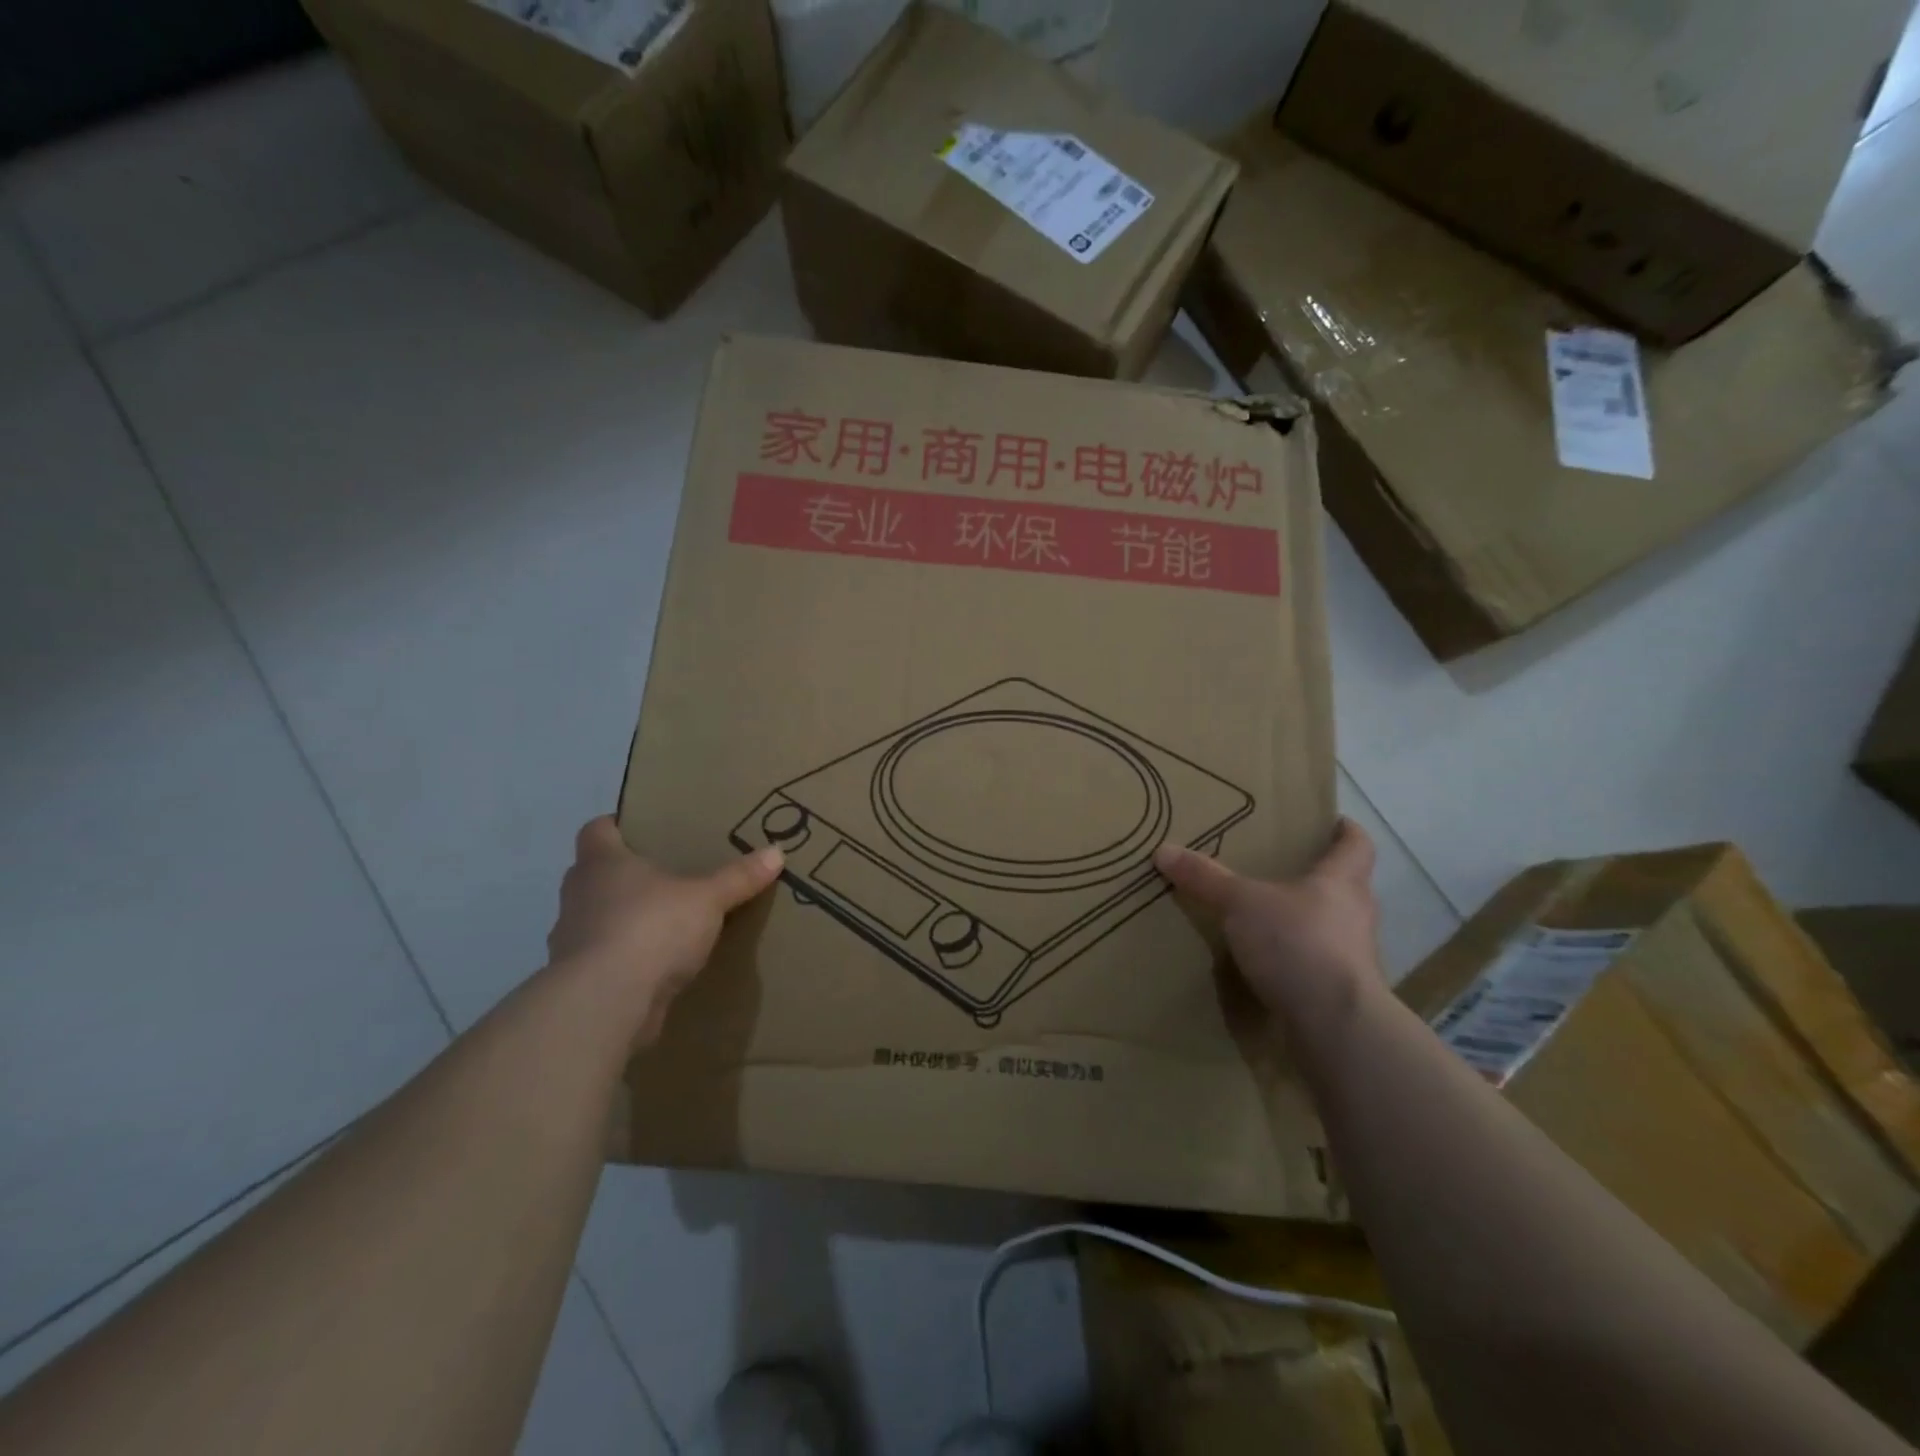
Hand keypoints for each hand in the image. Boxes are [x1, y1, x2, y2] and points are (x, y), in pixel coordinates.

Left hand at [549, 816, 783, 1040]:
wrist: (607, 1003)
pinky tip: (659, 964)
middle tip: (668, 874)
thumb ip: (738, 877)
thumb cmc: (651, 928)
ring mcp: (572, 940)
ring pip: (600, 917)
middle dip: (627, 874)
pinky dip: (628, 958)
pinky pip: (607, 957)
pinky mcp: (582, 980)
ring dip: (625, 919)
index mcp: (602, 863)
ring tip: (667, 921)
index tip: (645, 830)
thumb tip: (777, 851)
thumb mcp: (707, 898)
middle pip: (597, 874)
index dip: (618, 825)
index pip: (597, 830)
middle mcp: (579, 895)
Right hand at [1155, 818, 1381, 1040]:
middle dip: (1316, 876)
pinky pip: (1318, 963)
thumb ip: (1204, 878)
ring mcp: (1353, 956)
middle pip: (1344, 885)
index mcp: (1342, 881)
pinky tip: (1268, 962)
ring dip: (1304, 920)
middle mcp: (1356, 914)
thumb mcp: (1241, 903)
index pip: (1357, 844)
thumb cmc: (1297, 943)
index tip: (1327, 822)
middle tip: (1280, 867)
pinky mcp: (1342, 991)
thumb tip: (1163, 850)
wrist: (1335, 1024)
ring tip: (1266, 916)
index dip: (1345, 830)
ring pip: (1331, 925)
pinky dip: (1296, 958)